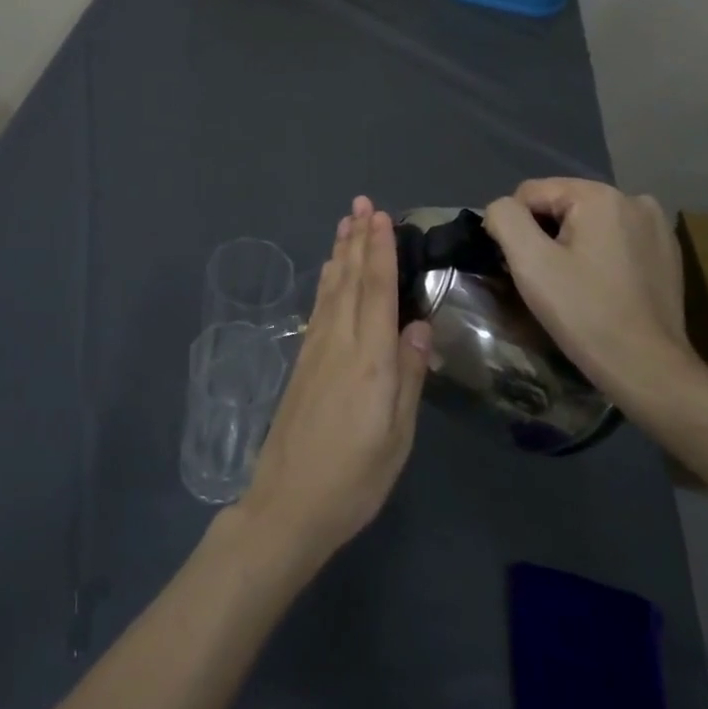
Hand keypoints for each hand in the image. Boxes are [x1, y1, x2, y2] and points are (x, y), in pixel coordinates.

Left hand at [238, 197, 430, 569]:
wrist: (288, 504)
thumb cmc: (355, 479)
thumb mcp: (397, 436)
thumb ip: (409, 376)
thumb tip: (419, 324)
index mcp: (369, 361)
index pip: (376, 292)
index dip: (379, 252)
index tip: (380, 217)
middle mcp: (339, 345)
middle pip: (349, 281)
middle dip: (357, 240)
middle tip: (361, 204)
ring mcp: (316, 352)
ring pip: (330, 291)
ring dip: (340, 254)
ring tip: (346, 224)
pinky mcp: (302, 364)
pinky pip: (319, 309)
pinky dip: (326, 283)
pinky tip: (328, 274)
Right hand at [482, 179, 691, 390]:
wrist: (646, 367)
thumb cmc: (583, 312)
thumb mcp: (530, 262)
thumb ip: (505, 219)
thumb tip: (501, 209)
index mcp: (600, 195)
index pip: (530, 193)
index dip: (515, 228)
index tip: (521, 267)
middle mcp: (633, 199)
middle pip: (561, 205)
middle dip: (544, 235)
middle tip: (545, 279)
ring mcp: (656, 226)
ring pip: (587, 222)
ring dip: (570, 244)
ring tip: (571, 284)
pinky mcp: (667, 252)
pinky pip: (614, 239)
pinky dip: (599, 255)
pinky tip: (600, 287)